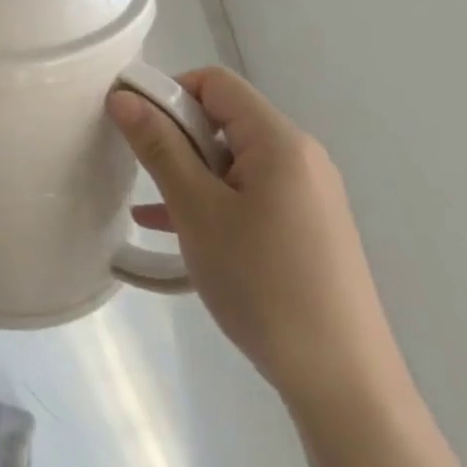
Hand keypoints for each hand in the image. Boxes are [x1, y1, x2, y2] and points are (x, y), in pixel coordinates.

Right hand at [108, 68, 407, 420]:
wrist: (343, 383)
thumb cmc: (262, 283)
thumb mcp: (196, 209)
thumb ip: (158, 146)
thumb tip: (124, 97)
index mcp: (279, 142)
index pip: (215, 83)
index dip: (168, 91)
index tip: (132, 124)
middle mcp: (300, 158)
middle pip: (223, 119)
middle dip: (176, 136)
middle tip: (143, 172)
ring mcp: (307, 196)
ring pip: (231, 160)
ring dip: (187, 171)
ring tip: (152, 205)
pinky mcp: (306, 228)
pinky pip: (247, 193)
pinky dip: (210, 199)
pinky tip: (173, 229)